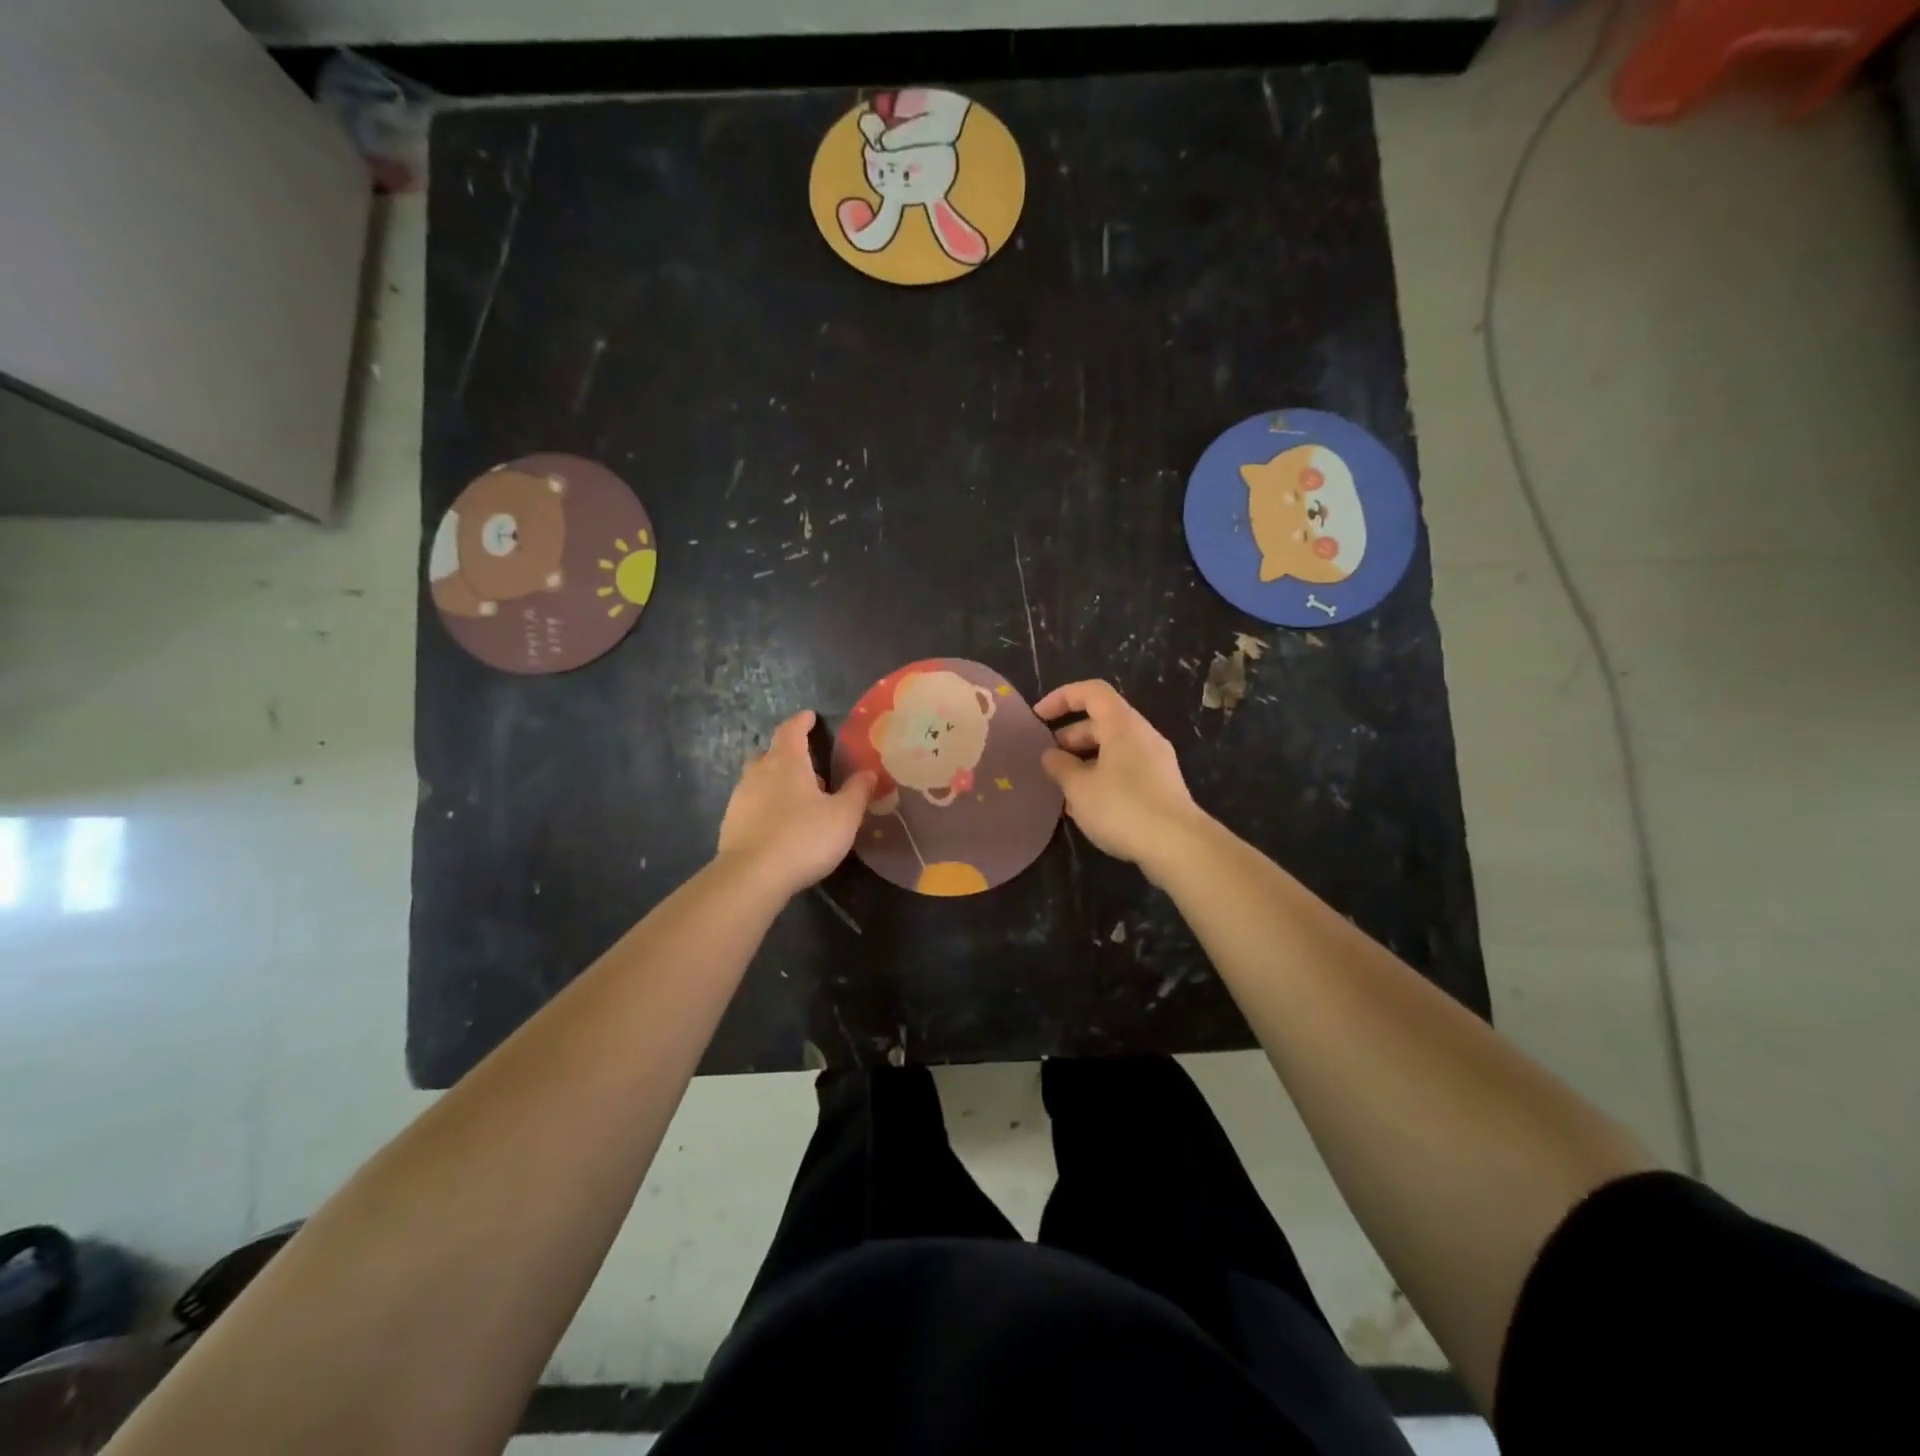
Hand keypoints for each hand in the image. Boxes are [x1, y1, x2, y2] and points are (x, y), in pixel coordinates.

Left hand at [717, 711, 875, 897]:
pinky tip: (777, 823)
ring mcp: (740, 798)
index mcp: (787, 762)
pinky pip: (750, 803)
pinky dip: (764, 805)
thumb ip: (857, 791)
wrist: (751, 876)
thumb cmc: (803, 837)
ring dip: (773, 780)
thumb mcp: (843, 816)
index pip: (791, 730)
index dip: (801, 721)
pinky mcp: (731, 823)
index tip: (809, 716)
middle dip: (784, 752)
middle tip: (804, 762)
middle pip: (768, 752)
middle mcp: (759, 773)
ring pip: (756, 778)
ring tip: (794, 796)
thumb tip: (869, 772)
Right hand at [1036, 680, 1209, 882]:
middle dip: (1070, 736)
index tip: (1038, 718)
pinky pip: (1125, 769)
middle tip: (1048, 760)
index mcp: (1123, 725)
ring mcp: (1155, 761)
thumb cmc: (1122, 808)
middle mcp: (1142, 735)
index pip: (1091, 692)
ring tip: (1062, 787)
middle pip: (1102, 721)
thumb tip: (1051, 755)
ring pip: (1113, 748)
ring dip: (1084, 760)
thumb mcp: (1079, 788)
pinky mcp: (1161, 785)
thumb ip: (1060, 767)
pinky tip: (1086, 806)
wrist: (1178, 846)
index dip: (1062, 697)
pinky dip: (1101, 776)